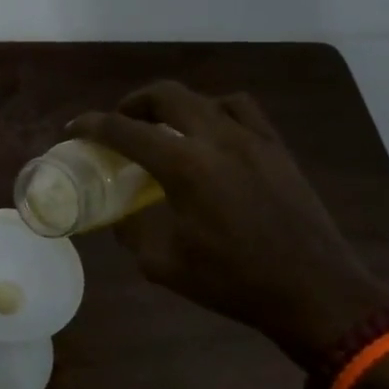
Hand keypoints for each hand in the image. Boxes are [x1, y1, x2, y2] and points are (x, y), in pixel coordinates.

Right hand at [70, 82, 388, 368]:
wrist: (315, 293)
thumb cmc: (234, 282)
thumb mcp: (163, 264)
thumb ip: (133, 231)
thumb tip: (120, 216)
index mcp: (184, 166)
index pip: (124, 130)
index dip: (92, 125)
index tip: (73, 128)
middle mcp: (216, 139)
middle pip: (165, 95)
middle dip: (133, 103)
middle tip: (119, 123)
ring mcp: (253, 139)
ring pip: (205, 98)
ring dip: (175, 105)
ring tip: (164, 126)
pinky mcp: (278, 149)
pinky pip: (242, 110)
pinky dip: (216, 111)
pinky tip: (212, 135)